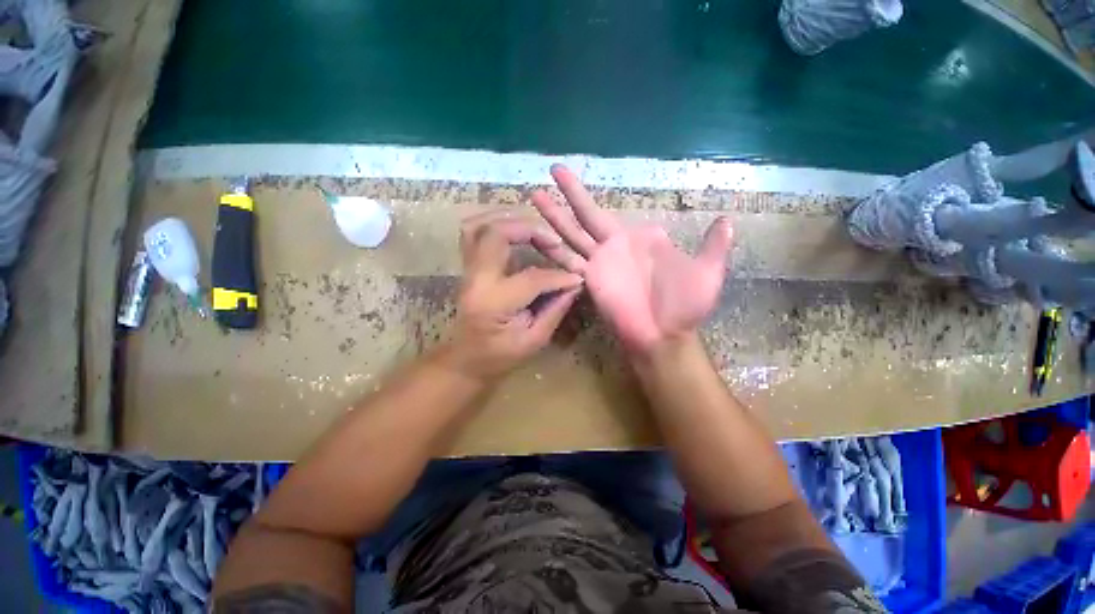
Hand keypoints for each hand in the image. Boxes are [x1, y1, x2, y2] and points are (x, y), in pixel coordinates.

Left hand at [439, 211, 583, 380]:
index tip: (577, 275)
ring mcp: (467, 270)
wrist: (465, 360)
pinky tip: (514, 230)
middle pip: (496, 234)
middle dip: (530, 230)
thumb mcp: (533, 340)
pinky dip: (494, 223)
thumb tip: (574, 284)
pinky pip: (473, 232)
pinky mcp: (467, 267)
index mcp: (493, 303)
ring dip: (508, 219)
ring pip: (478, 225)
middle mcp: (476, 280)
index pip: (531, 277)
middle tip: (553, 241)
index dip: (559, 275)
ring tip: (534, 228)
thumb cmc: (499, 357)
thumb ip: (555, 309)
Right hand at [531, 165, 733, 355]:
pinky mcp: (590, 278)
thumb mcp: (706, 272)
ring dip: (554, 215)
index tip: (589, 187)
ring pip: (572, 232)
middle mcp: (614, 246)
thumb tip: (726, 219)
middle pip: (587, 213)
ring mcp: (599, 262)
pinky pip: (568, 259)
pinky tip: (535, 234)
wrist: (665, 335)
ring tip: (534, 195)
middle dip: (570, 192)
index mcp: (638, 239)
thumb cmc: (685, 306)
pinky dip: (552, 248)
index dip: (599, 199)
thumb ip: (712, 245)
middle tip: (553, 169)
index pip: (612, 212)